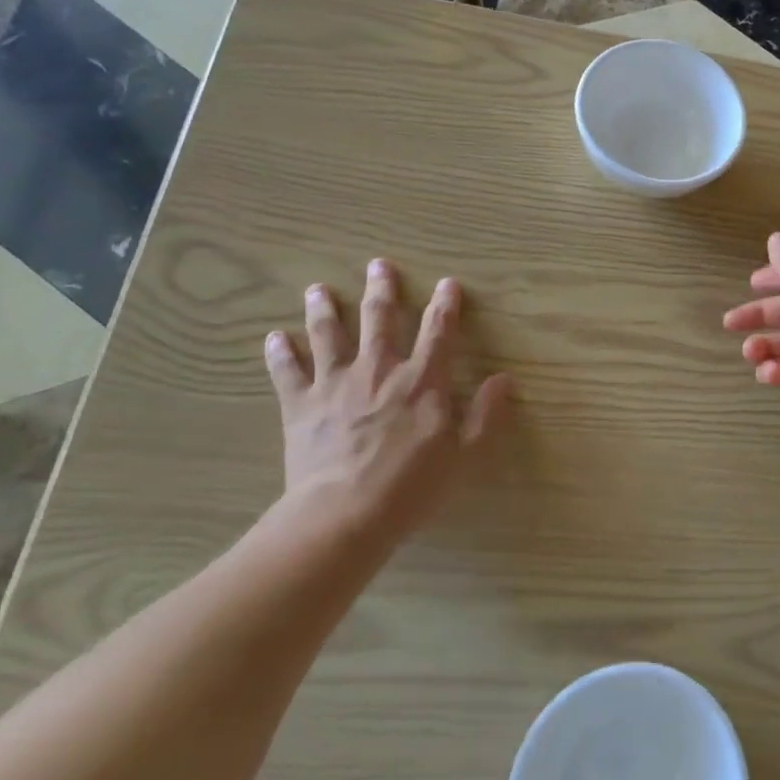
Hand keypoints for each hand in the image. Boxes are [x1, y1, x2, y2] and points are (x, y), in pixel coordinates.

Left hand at [264, 260, 510, 542]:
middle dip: (382, 290)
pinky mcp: (301, 405)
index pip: (439, 331)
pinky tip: (273, 338)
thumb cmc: (411, 486)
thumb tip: (506, 379)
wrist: (343, 514)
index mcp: (422, 380)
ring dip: (324, 309)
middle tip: (378, 265)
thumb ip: (485, 414)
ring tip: (317, 289)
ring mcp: (335, 383)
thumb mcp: (464, 454)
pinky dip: (280, 353)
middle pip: (380, 319)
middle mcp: (379, 370)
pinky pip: (288, 372)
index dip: (446, 305)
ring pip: (328, 335)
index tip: (448, 283)